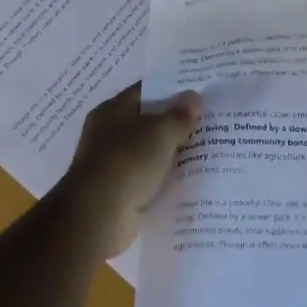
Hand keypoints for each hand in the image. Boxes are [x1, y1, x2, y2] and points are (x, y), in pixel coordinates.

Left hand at [59, 83, 202, 257]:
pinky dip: (165, 180)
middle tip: (208, 122)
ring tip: (206, 152)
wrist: (98, 216)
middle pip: (148, 123)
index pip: (144, 91)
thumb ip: (179, 115)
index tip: (198, 93)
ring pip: (149, 153)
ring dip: (171, 154)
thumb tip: (194, 97)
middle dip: (175, 124)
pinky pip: (148, 180)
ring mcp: (112, 165)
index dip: (171, 90)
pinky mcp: (119, 193)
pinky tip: (189, 181)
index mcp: (112, 110)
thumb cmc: (127, 161)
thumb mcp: (160, 132)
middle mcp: (108, 134)